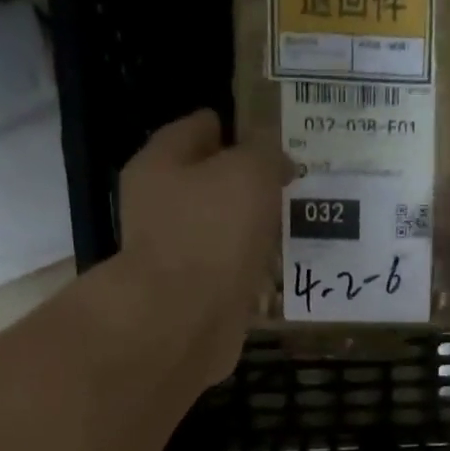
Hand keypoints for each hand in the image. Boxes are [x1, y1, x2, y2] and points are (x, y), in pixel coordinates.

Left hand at [116, 110, 290, 383]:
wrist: (184, 322)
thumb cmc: (212, 234)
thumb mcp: (249, 173)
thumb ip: (264, 152)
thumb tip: (271, 153)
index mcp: (161, 164)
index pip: (199, 128)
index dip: (235, 128)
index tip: (271, 138)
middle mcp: (159, 207)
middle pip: (207, 184)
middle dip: (245, 185)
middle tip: (289, 186)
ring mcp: (174, 257)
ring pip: (219, 233)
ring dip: (249, 233)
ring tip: (290, 230)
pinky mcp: (192, 298)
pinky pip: (228, 275)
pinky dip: (249, 274)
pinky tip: (277, 275)